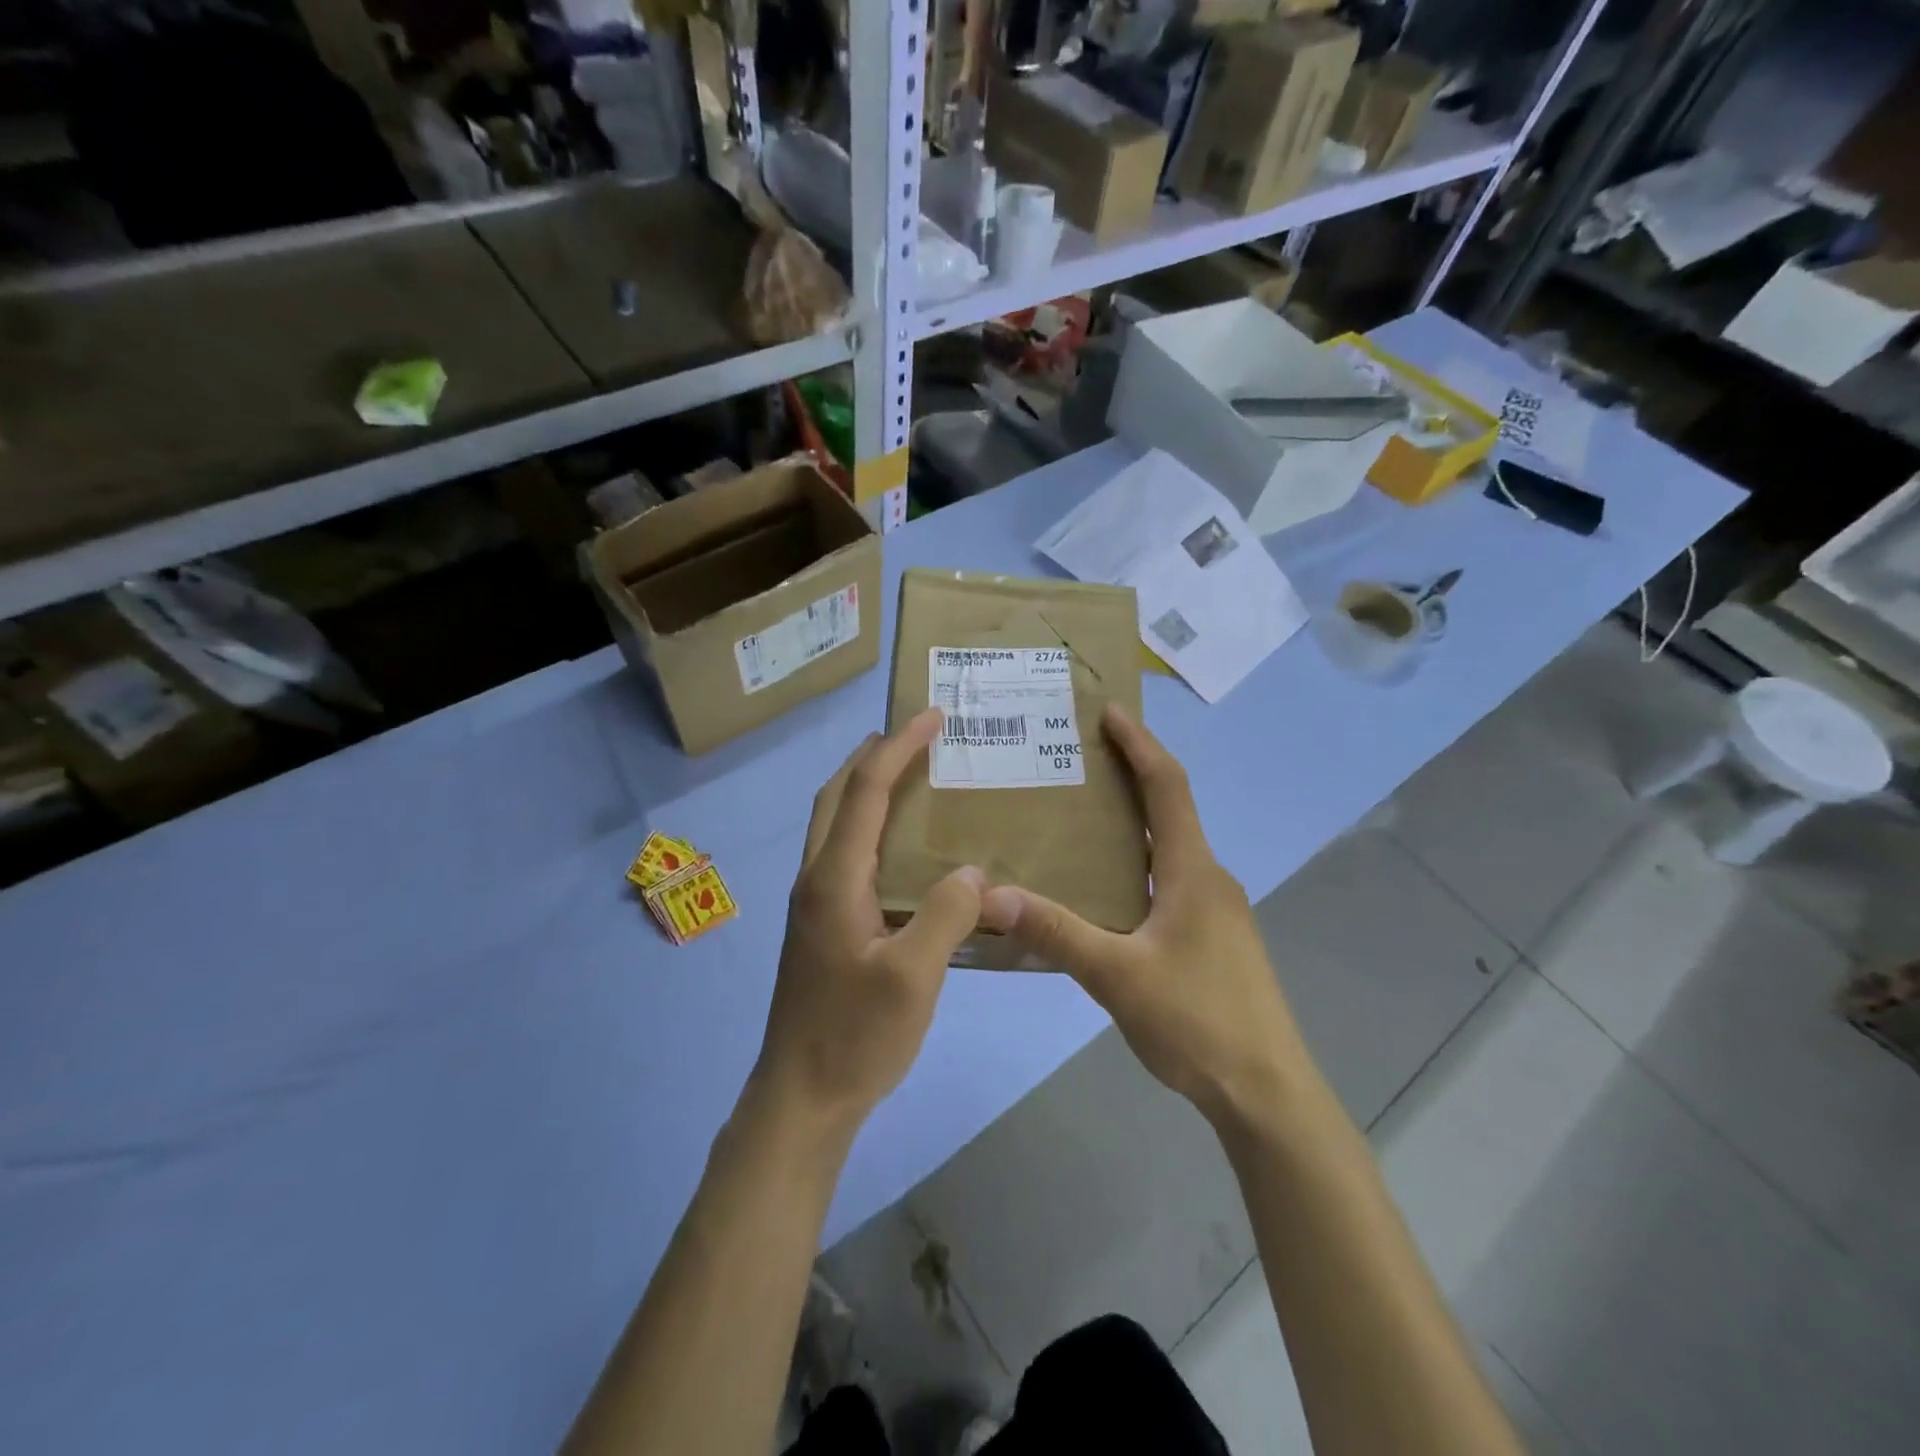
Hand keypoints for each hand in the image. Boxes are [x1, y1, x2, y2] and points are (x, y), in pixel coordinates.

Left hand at [754, 708, 985, 1136]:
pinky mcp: (819, 926)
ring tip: (907, 777)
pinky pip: (841, 853)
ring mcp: (812, 903)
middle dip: (872, 756)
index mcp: (834, 878)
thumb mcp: (914, 977)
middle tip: (913, 736)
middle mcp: (815, 879)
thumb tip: (973, 872)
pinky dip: (866, 826)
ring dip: (863, 788)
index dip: (899, 748)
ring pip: (833, 824)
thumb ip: (947, 915)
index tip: (932, 717)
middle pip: (836, 796)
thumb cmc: (855, 1036)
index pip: (865, 791)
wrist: (800, 1098)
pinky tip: (898, 850)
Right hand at [980, 705, 1306, 1128]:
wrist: (1267, 1093)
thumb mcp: (1117, 975)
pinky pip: (1170, 882)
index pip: (1168, 786)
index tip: (1110, 712)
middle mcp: (1209, 879)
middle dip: (1130, 776)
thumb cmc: (1198, 1022)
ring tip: (1080, 817)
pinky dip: (1138, 864)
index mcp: (1192, 871)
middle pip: (1170, 810)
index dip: (1139, 745)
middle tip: (1078, 759)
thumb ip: (1055, 932)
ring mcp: (1216, 912)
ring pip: (1170, 850)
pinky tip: (1104, 891)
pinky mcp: (1214, 940)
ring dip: (1133, 824)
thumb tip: (990, 894)